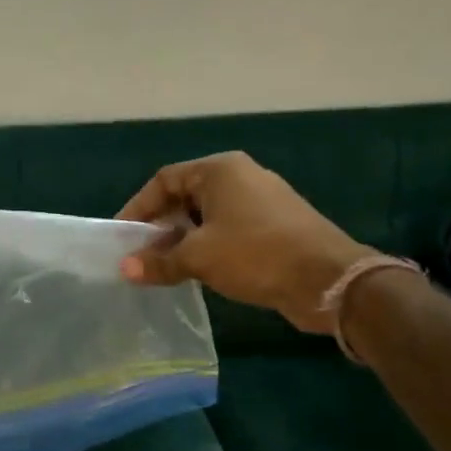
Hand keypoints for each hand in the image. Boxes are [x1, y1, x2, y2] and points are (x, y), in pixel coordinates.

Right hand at [115, 152, 372, 332]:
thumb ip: (158, 261)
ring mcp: (261, 201)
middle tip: (140, 254)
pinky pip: (228, 230)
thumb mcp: (199, 257)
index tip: (122, 236)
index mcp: (220, 170)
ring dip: (183, 239)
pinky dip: (208, 246)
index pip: (164, 180)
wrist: (328, 280)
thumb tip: (124, 270)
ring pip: (207, 216)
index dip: (138, 208)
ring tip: (164, 266)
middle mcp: (240, 177)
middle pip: (186, 196)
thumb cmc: (256, 254)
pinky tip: (197, 271)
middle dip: (160, 226)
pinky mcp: (275, 226)